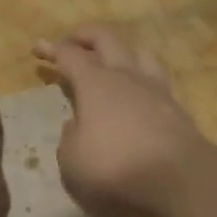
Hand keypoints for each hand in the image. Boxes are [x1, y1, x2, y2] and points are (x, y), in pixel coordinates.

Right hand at [33, 26, 208, 216]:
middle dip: (85, 36)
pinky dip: (142, 80)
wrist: (179, 180)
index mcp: (94, 83)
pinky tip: (138, 94)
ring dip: (121, 52)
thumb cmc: (114, 168)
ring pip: (139, 53)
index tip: (38, 48)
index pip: (69, 55)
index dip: (52, 49)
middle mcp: (125, 77)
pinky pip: (156, 80)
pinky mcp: (177, 109)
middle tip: (70, 43)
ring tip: (111, 62)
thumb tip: (75, 126)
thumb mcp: (72, 160)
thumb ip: (69, 138)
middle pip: (106, 39)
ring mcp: (155, 89)